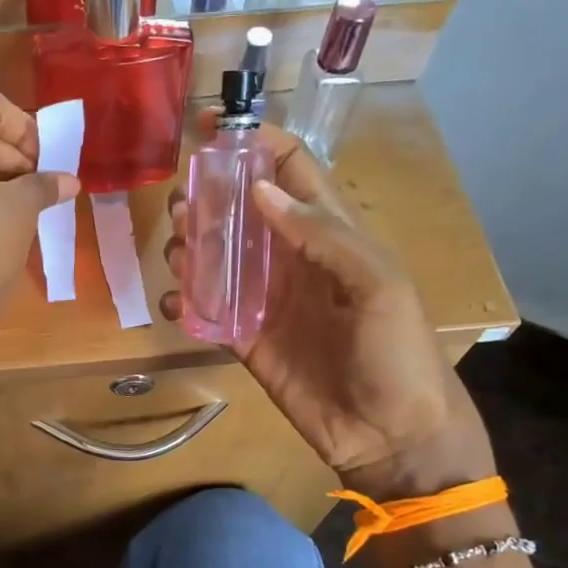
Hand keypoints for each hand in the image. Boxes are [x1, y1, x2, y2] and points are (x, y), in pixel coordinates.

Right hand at [159, 126, 494, 498]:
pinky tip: (172, 301)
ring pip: (217, 256)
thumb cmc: (396, 353)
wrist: (390, 436)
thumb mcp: (377, 284)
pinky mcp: (245, 340)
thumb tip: (262, 189)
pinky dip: (184, 301)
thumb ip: (323, 235)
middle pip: (242, 210)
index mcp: (330, 233)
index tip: (211, 132)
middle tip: (181, 206)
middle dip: (208, 198)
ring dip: (190, 246)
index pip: (291, 169)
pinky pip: (207, 311)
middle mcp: (292, 258)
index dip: (256, 144)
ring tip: (175, 250)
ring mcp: (266, 300)